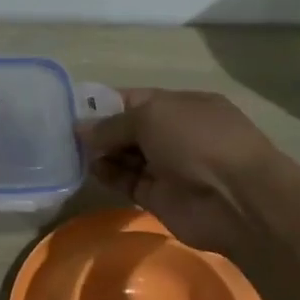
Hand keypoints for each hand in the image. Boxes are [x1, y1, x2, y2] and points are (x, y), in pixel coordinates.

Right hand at [78, 88, 299, 256]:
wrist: (236, 200)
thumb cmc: (198, 142)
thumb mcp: (152, 117)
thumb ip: (113, 124)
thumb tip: (81, 129)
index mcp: (180, 105)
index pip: (135, 99)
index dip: (105, 103)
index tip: (72, 109)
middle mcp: (174, 133)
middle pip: (128, 129)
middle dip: (99, 130)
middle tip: (63, 133)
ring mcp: (167, 166)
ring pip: (125, 156)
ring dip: (101, 153)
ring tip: (70, 152)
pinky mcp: (158, 197)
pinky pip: (127, 182)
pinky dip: (108, 176)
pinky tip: (90, 170)